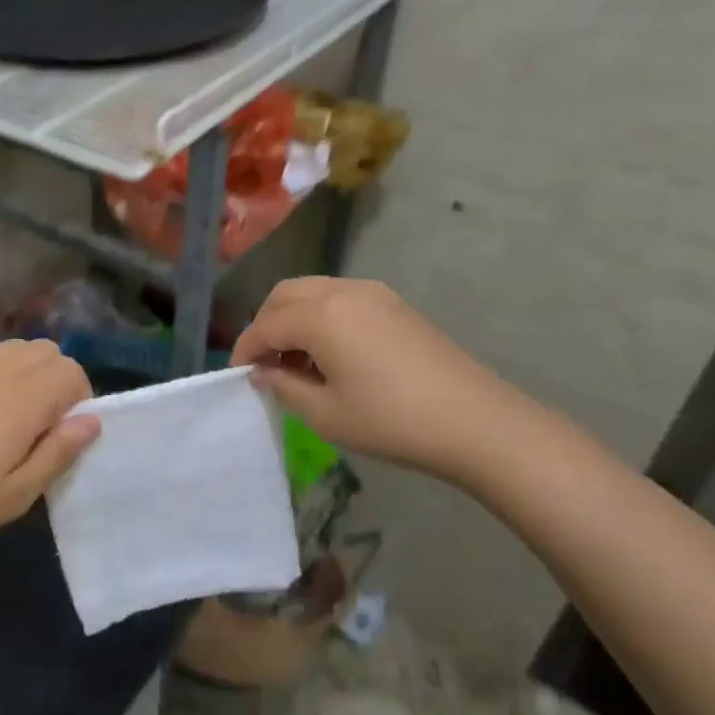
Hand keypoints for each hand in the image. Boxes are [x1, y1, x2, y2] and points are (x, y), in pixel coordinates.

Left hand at [0, 339, 99, 556]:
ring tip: (17, 416)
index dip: (81, 398)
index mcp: (21, 400)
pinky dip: (3, 371)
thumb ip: (58, 452)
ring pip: (18, 347)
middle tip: (44, 425)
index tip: (65, 434)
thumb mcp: (15, 495)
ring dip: (32, 371)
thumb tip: (92, 420)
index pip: (71, 371)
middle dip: (59, 379)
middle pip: (48, 350)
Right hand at [231, 277, 545, 489]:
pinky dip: (320, 316)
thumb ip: (284, 387)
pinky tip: (329, 353)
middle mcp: (342, 291)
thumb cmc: (393, 421)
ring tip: (295, 361)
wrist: (477, 422)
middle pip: (284, 295)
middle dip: (265, 325)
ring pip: (312, 291)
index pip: (266, 325)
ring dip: (292, 318)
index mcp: (320, 315)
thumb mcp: (326, 414)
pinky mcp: (394, 304)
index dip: (245, 349)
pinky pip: (339, 297)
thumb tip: (263, 372)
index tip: (237, 375)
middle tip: (264, 364)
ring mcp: (372, 293)